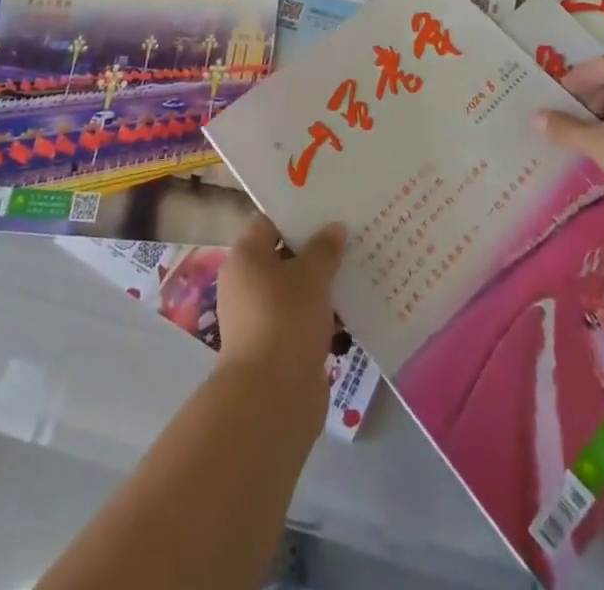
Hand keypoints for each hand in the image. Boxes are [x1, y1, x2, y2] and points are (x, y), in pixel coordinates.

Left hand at [216, 215, 344, 388]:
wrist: (272, 397)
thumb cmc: (286, 319)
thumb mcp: (311, 275)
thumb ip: (324, 248)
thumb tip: (335, 228)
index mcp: (246, 256)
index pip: (268, 221)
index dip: (296, 212)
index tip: (326, 205)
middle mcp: (247, 283)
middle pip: (284, 254)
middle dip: (315, 247)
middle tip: (349, 233)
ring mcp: (261, 317)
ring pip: (296, 288)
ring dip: (322, 282)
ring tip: (357, 266)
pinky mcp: (278, 346)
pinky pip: (303, 318)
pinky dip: (323, 313)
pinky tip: (351, 307)